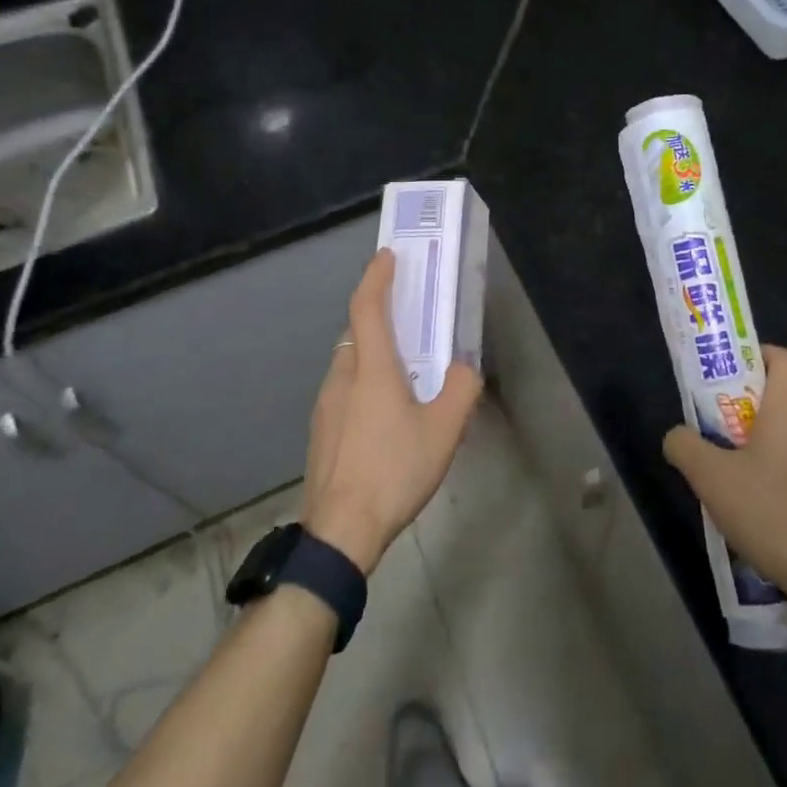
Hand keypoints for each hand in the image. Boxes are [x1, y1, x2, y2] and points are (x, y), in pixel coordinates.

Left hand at [301, 249, 482, 575]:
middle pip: (356, 332)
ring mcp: (325, 404)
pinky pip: (344, 388)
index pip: (367, 306)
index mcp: (371, 368)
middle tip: (408, 318)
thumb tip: (465, 367)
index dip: (377, 276)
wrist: (340, 531)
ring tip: (403, 370)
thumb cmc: (394, 470)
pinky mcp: (321, 429)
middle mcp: (342, 376)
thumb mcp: (444, 429)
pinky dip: (363, 380)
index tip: (388, 256)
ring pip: (349, 361)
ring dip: (372, 352)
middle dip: (379, 316)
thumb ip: (462, 388)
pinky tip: (384, 413)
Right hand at [662, 345, 786, 605]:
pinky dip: (779, 472)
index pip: (785, 359)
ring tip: (732, 476)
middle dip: (746, 408)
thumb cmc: (771, 513)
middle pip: (782, 399)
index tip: (730, 373)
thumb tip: (677, 436)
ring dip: (761, 444)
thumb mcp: (710, 477)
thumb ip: (684, 446)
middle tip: (715, 431)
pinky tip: (760, 508)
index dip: (758, 355)